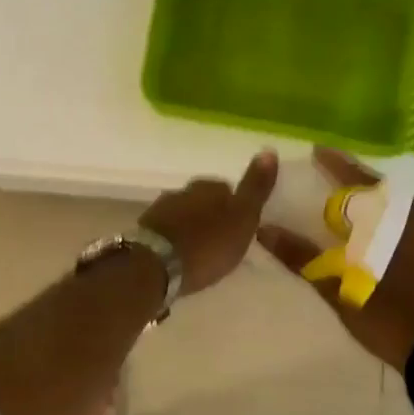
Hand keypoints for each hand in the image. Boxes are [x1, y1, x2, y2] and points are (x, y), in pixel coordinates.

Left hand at [140, 150, 278, 295]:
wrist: (155, 265)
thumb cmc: (207, 244)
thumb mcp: (242, 218)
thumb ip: (255, 187)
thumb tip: (269, 149)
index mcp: (208, 186)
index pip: (226, 188)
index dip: (234, 206)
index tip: (239, 226)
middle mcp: (182, 191)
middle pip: (201, 200)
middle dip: (210, 215)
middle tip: (220, 240)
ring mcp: (159, 210)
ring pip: (182, 214)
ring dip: (191, 227)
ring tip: (200, 250)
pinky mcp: (144, 231)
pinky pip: (166, 231)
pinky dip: (174, 239)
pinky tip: (179, 255)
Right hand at [257, 148, 413, 369]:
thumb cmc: (389, 317)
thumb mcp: (339, 289)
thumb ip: (302, 257)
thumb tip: (264, 230)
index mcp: (389, 221)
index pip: (359, 180)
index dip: (337, 164)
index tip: (317, 151)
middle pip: (382, 189)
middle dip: (356, 180)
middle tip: (331, 176)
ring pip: (399, 206)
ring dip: (374, 201)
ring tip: (352, 205)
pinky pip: (410, 222)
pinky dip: (389, 219)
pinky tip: (377, 234)